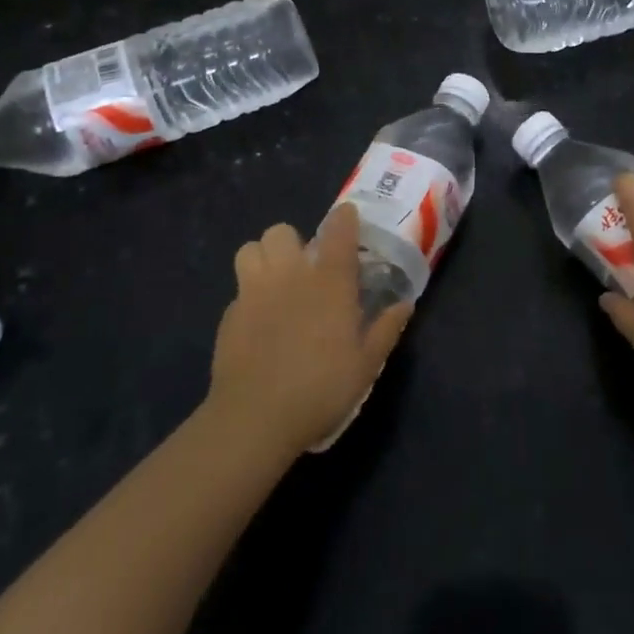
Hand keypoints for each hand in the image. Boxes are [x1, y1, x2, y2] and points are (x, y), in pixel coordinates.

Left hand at [208, 202, 413, 457]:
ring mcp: (253, 292)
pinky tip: (260, 321)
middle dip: (293, 242)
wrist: (255, 417)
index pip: (337, 232)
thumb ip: (385, 329)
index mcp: (329, 282)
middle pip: (281, 232)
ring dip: (264, 258)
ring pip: (250, 249)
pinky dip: (250, 295)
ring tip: (276, 282)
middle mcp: (289, 276)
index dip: (344, 218)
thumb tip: (404, 304)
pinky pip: (239, 289)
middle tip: (305, 267)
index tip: (348, 216)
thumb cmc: (321, 388)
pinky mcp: (229, 315)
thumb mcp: (366, 365)